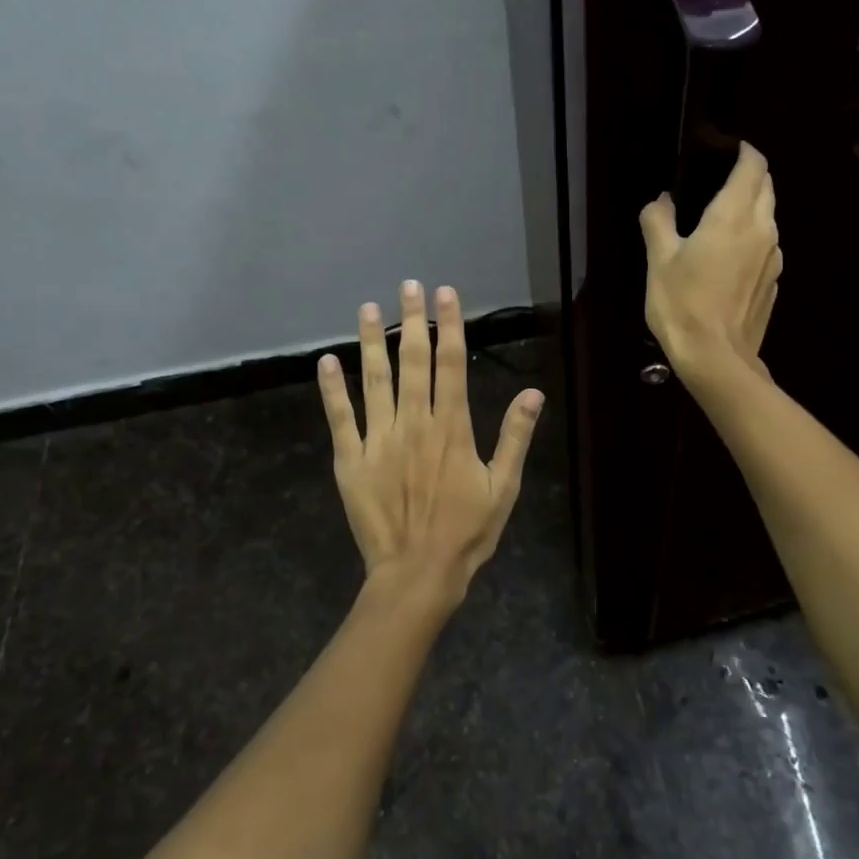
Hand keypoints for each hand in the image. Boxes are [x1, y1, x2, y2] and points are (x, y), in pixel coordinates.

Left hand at [317, 280, 543, 609]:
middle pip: (413, 361)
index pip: (452, 363)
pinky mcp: (351, 460)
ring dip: (370, 342)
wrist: (418, 573)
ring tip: (367, 309)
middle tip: (409, 286)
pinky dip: (332, 389)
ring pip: (374, 380)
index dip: (450, 325)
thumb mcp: (504, 487)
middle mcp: (414, 423)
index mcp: (452, 427)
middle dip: (412, 320)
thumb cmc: (467, 531)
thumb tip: (533, 393)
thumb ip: (515, 436)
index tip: (445, 294)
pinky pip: (340, 418)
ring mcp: (379, 440)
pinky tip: (326, 361)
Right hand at [638, 142, 780, 387]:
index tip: (728, 149)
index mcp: (734, 215)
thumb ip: (658, 221)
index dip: (744, 152)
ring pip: (769, 218)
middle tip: (721, 179)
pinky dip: (752, 240)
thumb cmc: (682, 303)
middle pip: (766, 188)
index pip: (753, 166)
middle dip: (750, 176)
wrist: (716, 358)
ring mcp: (773, 258)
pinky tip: (729, 259)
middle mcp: (762, 229)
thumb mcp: (659, 260)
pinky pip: (767, 248)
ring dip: (752, 209)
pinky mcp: (773, 283)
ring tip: (722, 219)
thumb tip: (660, 200)